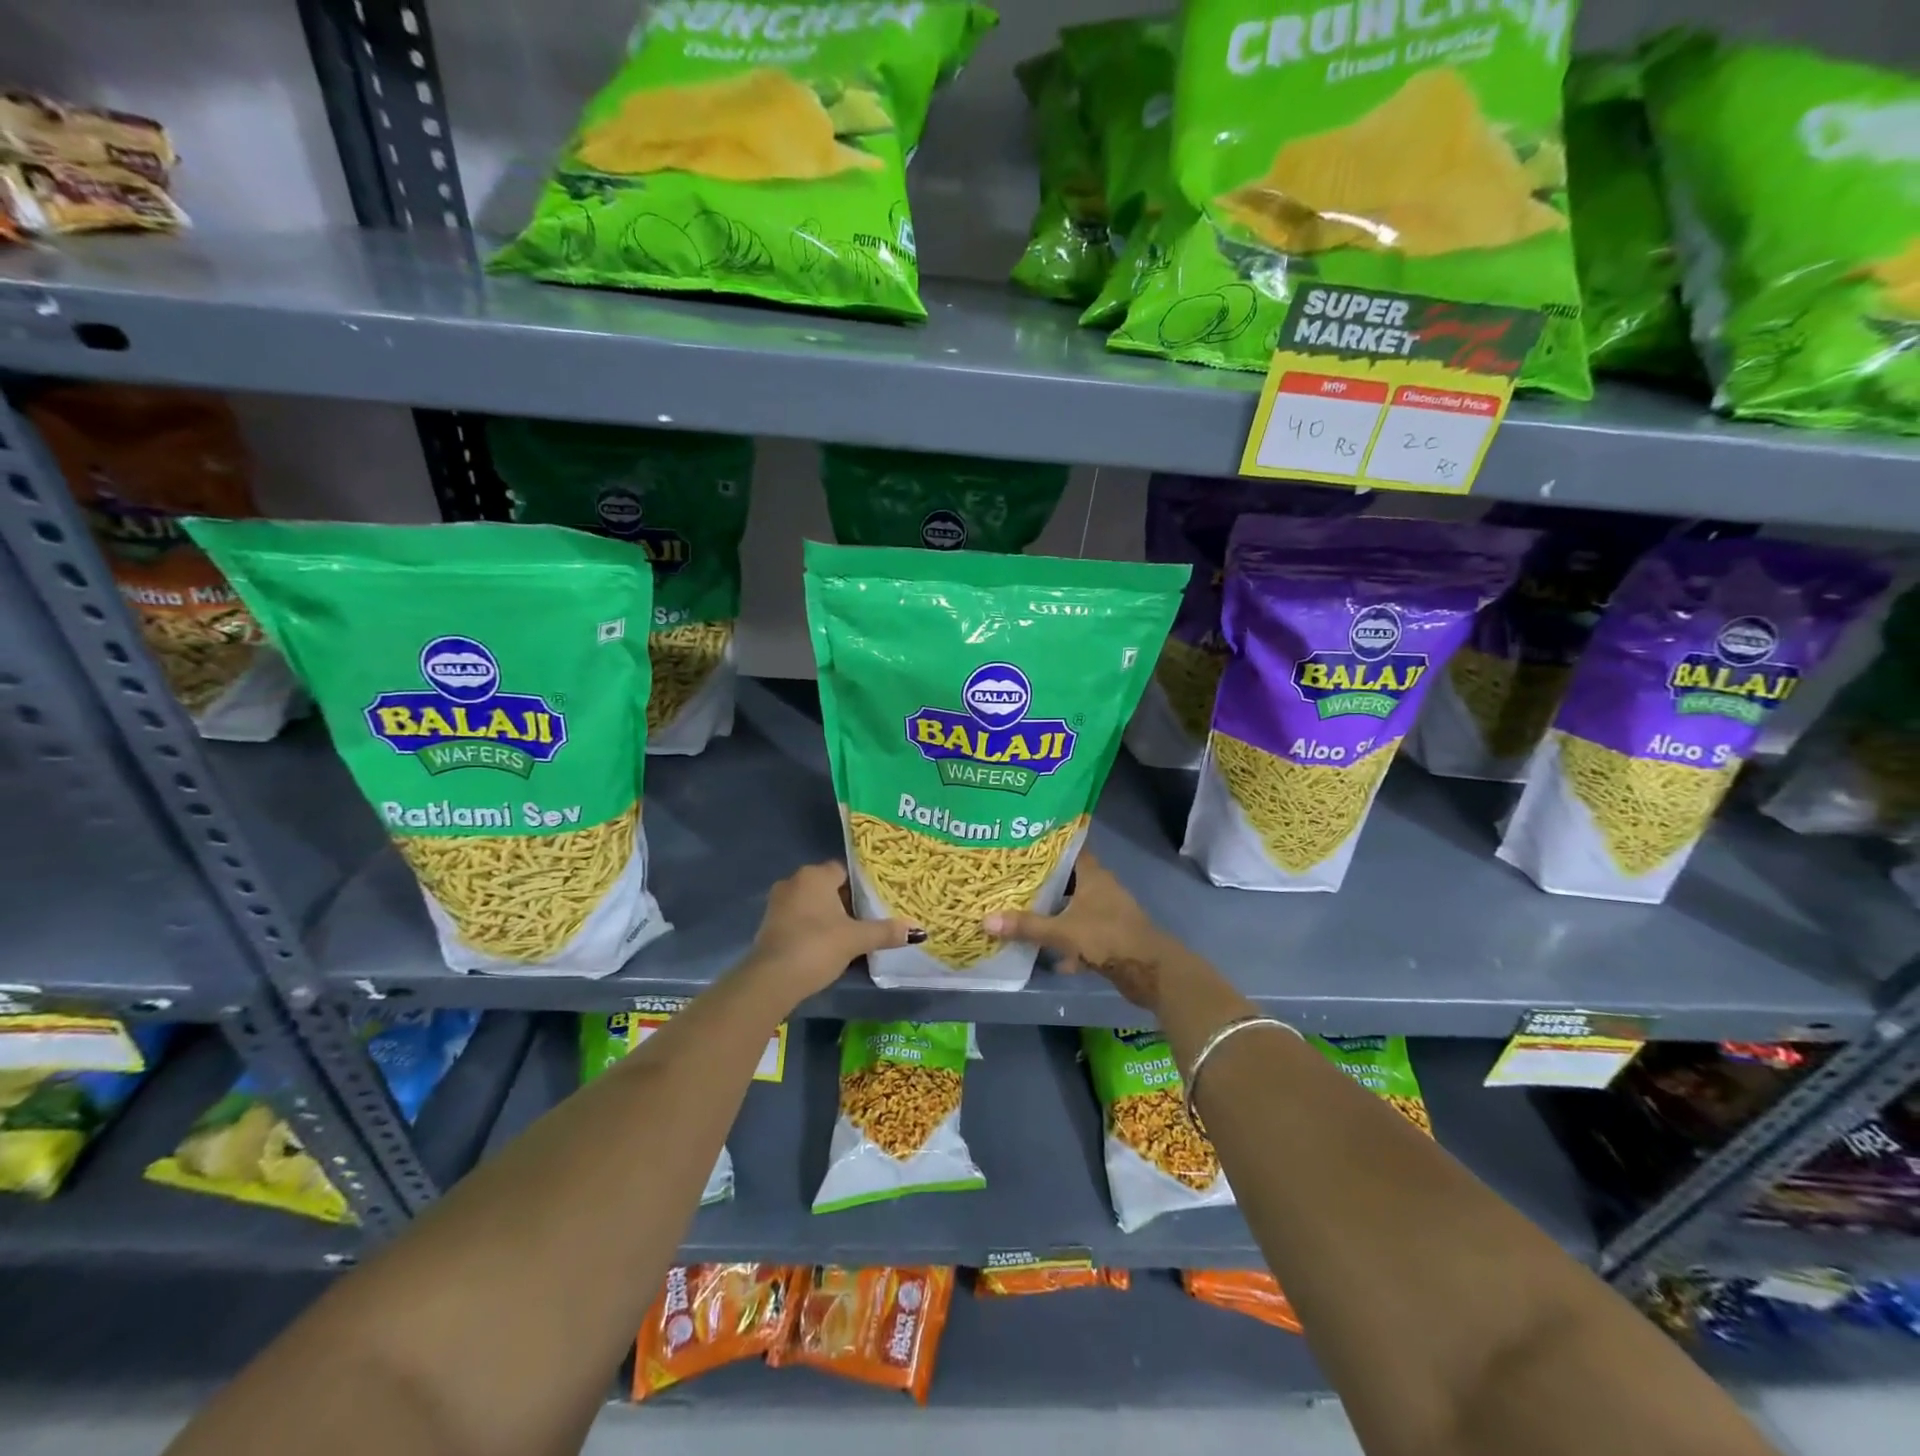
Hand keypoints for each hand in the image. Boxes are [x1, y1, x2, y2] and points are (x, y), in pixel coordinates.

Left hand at [739, 861, 920, 1005]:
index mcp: (814, 875)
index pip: (844, 870)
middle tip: (868, 918)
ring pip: (812, 903)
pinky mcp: (769, 925)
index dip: (861, 885)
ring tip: (851, 933)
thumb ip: (885, 932)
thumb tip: (918, 931)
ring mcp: (778, 903)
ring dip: (828, 916)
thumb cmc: (816, 947)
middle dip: (846, 902)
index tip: (876, 900)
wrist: (771, 980)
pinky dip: (813, 928)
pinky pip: (799, 919)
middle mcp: (794, 882)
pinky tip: (826, 945)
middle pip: (828, 886)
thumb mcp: (856, 939)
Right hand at [982, 852, 1183, 1011]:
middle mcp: (1101, 888)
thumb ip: (1027, 926)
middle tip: (1011, 880)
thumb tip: (985, 921)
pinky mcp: (1109, 936)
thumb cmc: (1107, 938)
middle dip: (1043, 883)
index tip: (1021, 844)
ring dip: (1054, 913)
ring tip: (1022, 913)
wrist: (1150, 972)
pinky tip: (1048, 956)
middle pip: (1068, 879)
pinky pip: (1081, 932)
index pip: (1068, 849)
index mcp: (1093, 875)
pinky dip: (1066, 941)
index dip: (1047, 846)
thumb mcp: (1062, 931)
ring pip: (1074, 907)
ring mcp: (1107, 913)